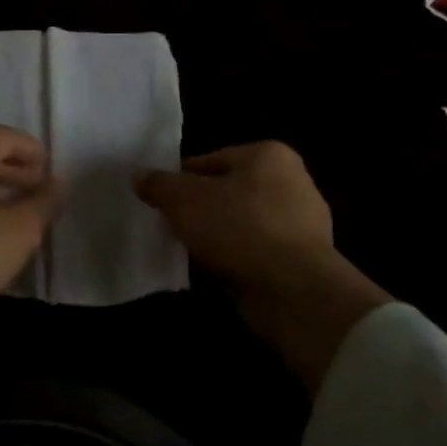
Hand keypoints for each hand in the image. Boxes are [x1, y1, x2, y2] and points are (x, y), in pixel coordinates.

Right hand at [136, 141, 389, 393]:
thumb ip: (159, 185)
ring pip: (242, 223)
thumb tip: (140, 177)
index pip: (209, 161)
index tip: (162, 204)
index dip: (180, 182)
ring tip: (192, 253)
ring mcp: (304, 222)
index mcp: (269, 154)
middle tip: (173, 229)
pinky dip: (238, 259)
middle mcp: (293, 180)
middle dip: (201, 210)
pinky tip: (218, 272)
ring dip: (219, 237)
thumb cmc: (238, 228)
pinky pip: (258, 252)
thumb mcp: (184, 200)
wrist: (295, 291)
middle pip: (228, 191)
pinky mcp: (306, 259)